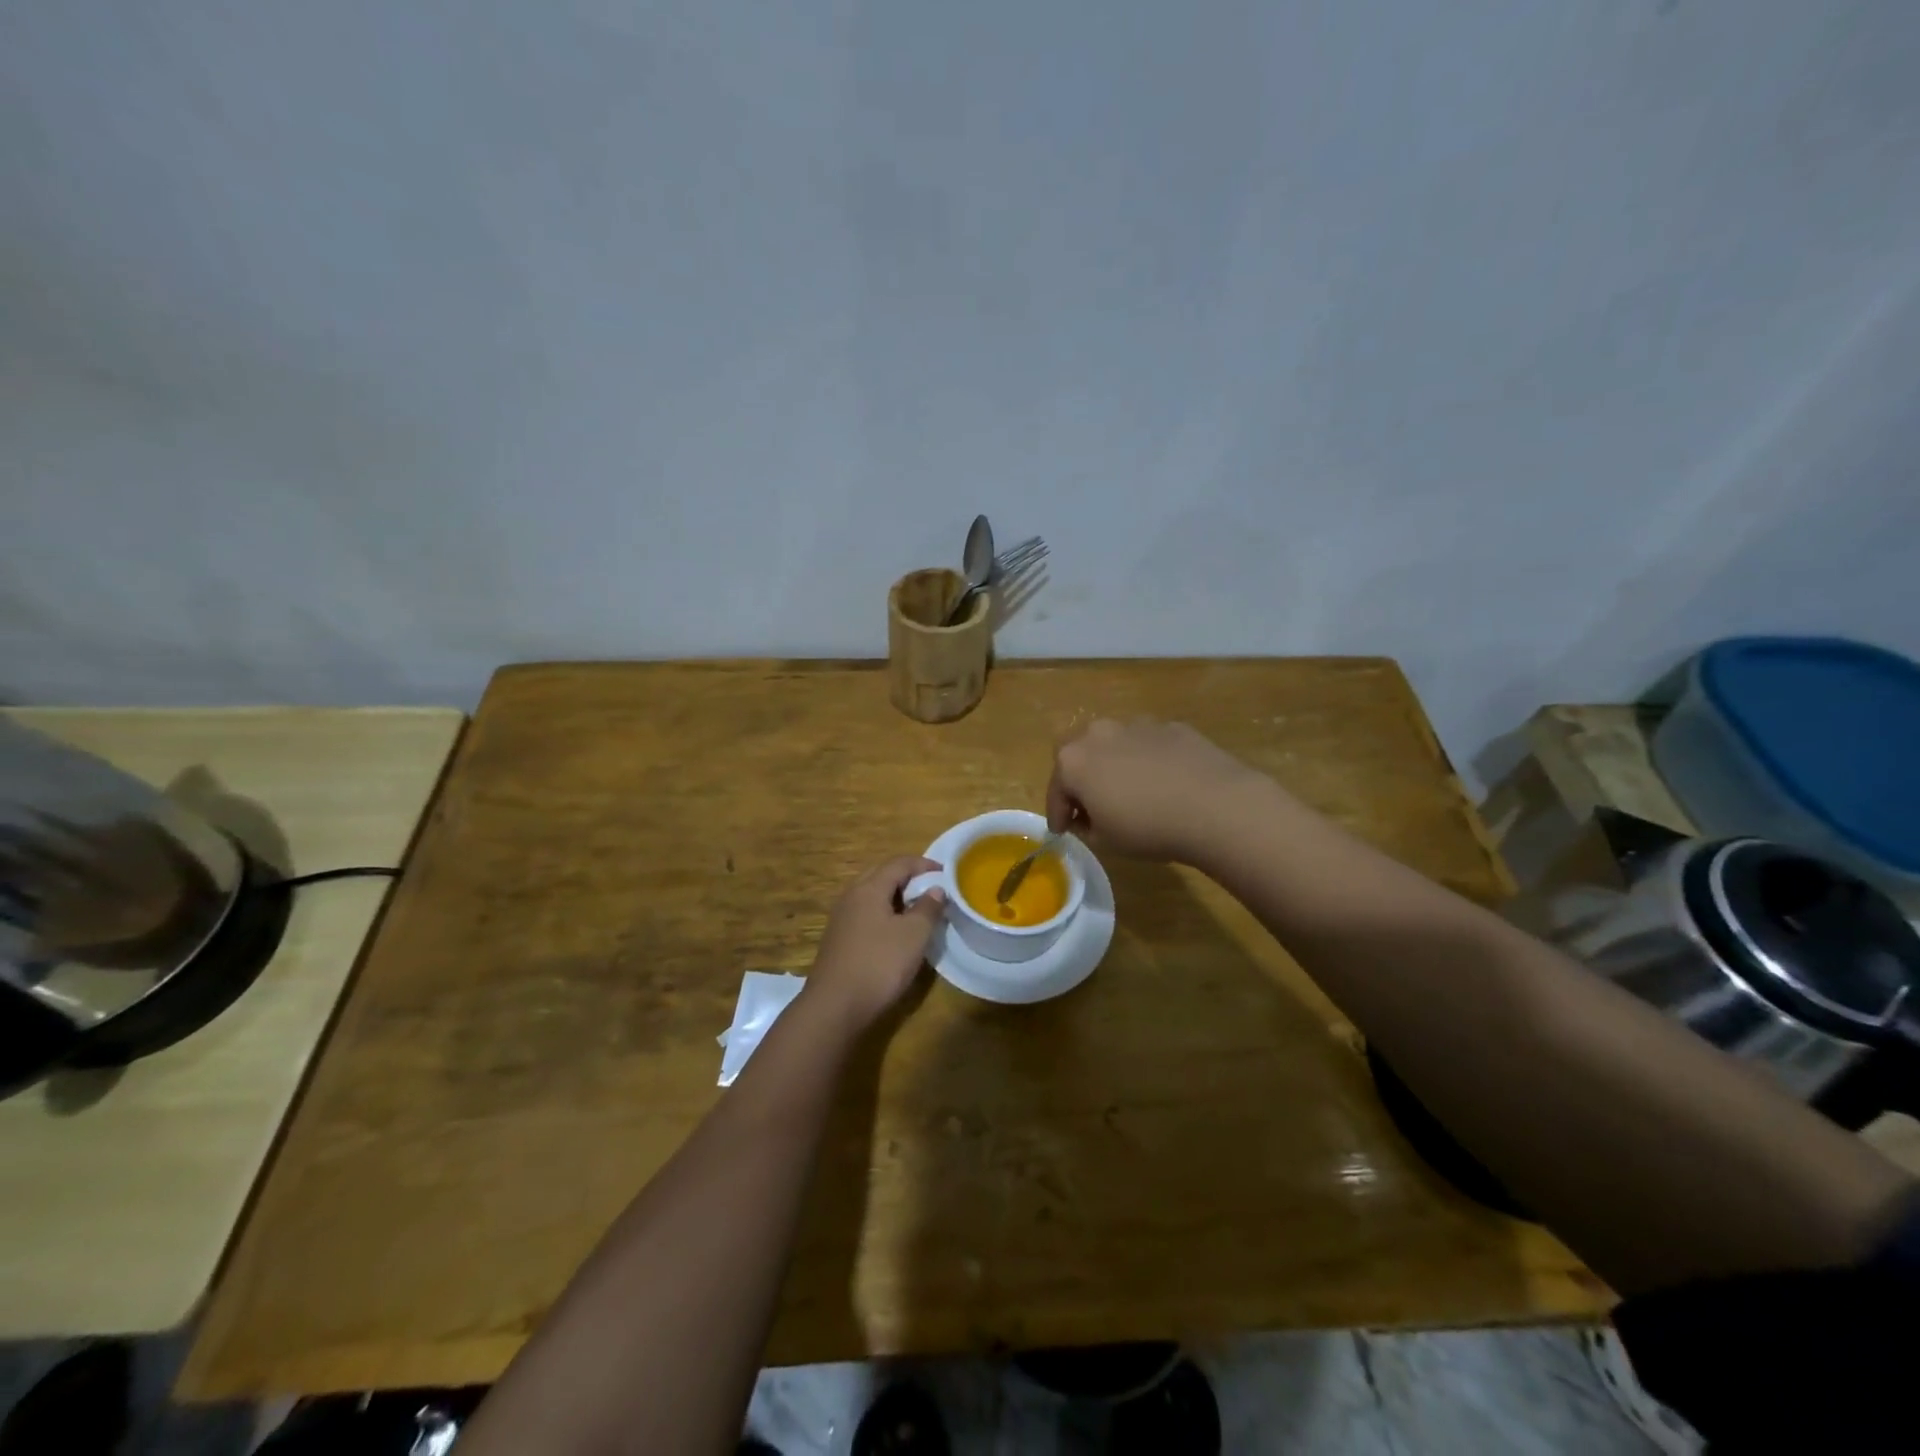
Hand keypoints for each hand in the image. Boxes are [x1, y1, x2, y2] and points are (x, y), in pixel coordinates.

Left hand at [806, 856, 945, 1030]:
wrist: (834, 1007)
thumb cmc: (879, 964)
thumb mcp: (913, 935)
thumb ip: (927, 908)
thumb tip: (936, 889)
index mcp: (869, 888)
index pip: (899, 863)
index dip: (924, 864)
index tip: (946, 872)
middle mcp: (851, 896)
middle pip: (882, 875)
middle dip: (908, 878)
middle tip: (932, 889)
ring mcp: (841, 919)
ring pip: (872, 896)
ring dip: (896, 897)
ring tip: (918, 911)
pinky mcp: (838, 939)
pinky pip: (865, 914)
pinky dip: (884, 914)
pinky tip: (896, 933)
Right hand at [1046, 719, 1261, 862]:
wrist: (1215, 806)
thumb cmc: (1148, 828)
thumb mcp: (1106, 841)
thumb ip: (1086, 826)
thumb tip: (1088, 816)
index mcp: (1073, 761)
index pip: (1055, 790)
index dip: (1057, 814)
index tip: (1063, 831)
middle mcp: (1099, 734)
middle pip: (1080, 756)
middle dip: (1081, 779)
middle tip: (1092, 805)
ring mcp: (1137, 725)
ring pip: (1115, 745)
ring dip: (1115, 765)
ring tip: (1132, 792)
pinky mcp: (1171, 726)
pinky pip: (1149, 745)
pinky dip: (1149, 760)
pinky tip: (1165, 782)